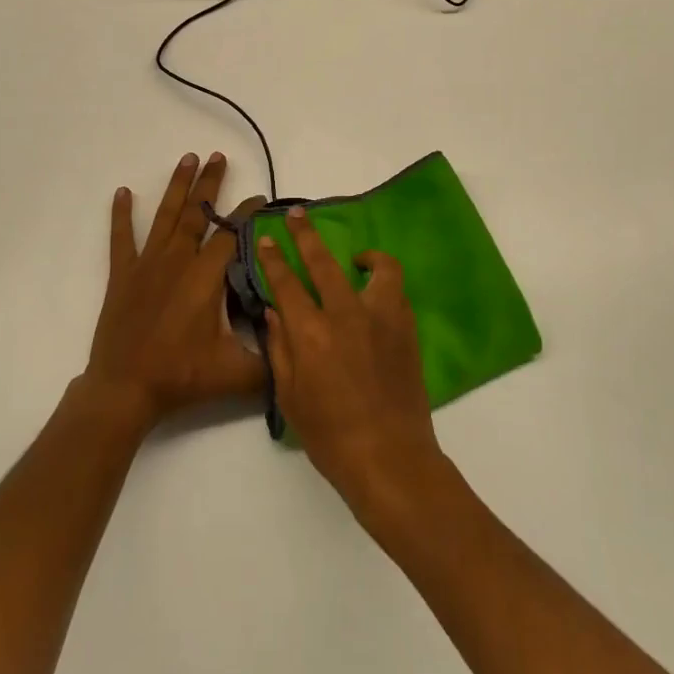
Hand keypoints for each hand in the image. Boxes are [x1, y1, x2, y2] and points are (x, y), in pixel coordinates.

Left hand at [84, 152, 265, 433]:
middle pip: (198, 213)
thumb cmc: (181, 376)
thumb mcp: (235, 374)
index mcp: (205, 276)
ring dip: (177, 186)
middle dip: (210, 183)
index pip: (232, 234)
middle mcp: (177, 260)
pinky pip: (121, 238)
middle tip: (219, 156)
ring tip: (187, 159)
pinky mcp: (123, 275)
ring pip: (166, 216)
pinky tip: (123, 192)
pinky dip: (122, 214)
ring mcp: (147, 264)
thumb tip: (297, 348)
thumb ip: (271, 362)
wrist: (124, 388)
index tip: (260, 198)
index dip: (247, 214)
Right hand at [256, 207, 445, 514]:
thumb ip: (280, 348)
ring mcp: (382, 319)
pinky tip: (375, 296)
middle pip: (324, 262)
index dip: (274, 258)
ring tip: (357, 260)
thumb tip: (273, 312)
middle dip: (307, 234)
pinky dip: (384, 286)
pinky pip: (397, 293)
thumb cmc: (330, 436)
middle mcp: (346, 315)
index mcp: (312, 333)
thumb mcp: (290, 397)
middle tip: (298, 215)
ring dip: (366, 257)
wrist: (390, 459)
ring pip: (378, 268)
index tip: (266, 239)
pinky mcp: (406, 329)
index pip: (286, 283)